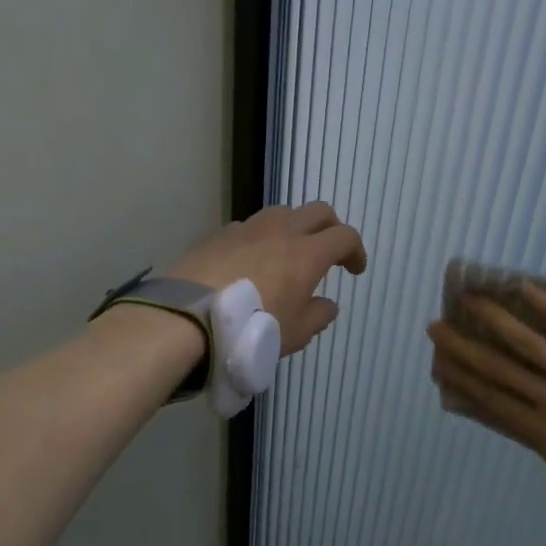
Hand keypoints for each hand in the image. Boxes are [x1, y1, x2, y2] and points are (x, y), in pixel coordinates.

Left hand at [169, 202, 367, 354]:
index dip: (355, 250)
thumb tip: (327, 304)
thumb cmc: (252, 328)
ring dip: (294, 227)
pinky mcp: (219, 234)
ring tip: (288, 253)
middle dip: (330, 227)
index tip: (354, 270)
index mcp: (307, 253)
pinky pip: (249, 226)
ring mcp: (247, 228)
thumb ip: (318, 316)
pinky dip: (260, 238)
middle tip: (329, 252)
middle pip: (317, 211)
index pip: (344, 236)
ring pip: (282, 212)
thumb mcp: (295, 334)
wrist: (189, 318)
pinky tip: (251, 261)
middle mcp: (281, 231)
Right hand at [427, 284, 545, 517]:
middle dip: (464, 346)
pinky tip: (528, 289)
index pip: (491, 399)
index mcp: (541, 432)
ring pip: (532, 342)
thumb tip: (533, 424)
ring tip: (472, 297)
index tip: (438, 362)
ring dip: (497, 318)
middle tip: (436, 326)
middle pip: (500, 367)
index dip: (461, 378)